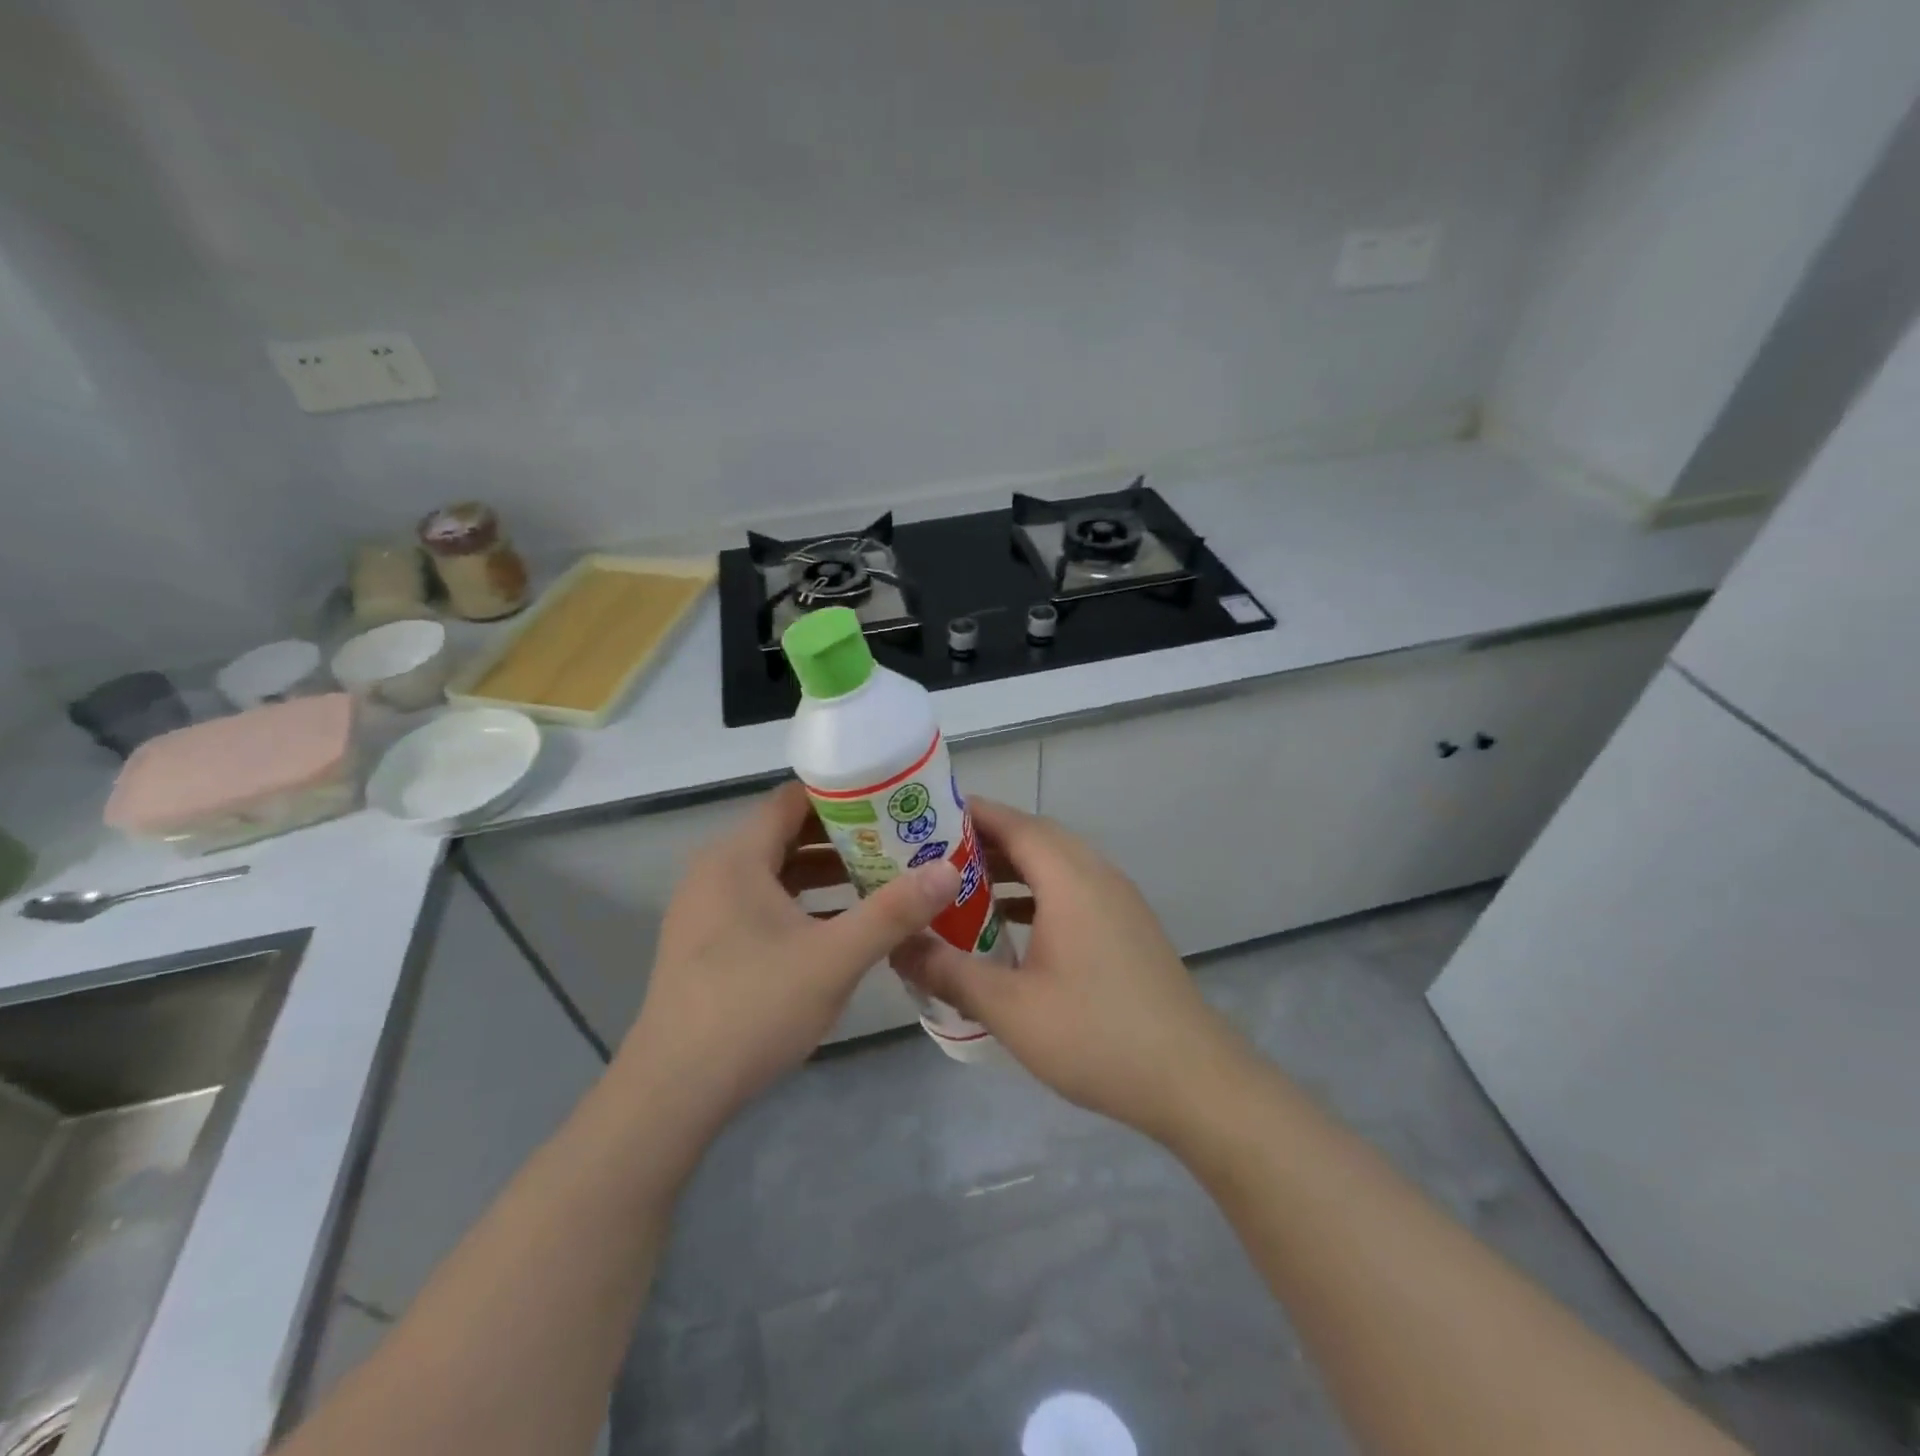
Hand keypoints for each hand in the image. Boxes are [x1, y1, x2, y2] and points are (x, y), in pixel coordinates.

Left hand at [618, 781, 960, 1133]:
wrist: (673, 1092)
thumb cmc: (754, 1008)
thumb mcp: (835, 958)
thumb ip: (894, 911)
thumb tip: (948, 869)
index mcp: (737, 857)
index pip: (794, 799)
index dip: (845, 796)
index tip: (892, 804)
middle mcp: (716, 871)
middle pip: (787, 833)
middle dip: (844, 837)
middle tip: (899, 843)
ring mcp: (706, 908)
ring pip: (776, 871)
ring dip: (826, 872)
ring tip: (880, 880)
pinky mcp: (707, 942)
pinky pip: (762, 902)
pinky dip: (802, 903)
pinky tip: (840, 925)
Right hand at [890, 798, 1251, 1142]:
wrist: (1192, 1079)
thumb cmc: (1096, 1036)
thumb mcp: (1009, 1008)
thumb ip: (948, 972)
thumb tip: (896, 948)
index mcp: (1070, 879)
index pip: (1014, 823)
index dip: (969, 815)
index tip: (923, 819)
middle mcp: (1097, 875)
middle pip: (1036, 837)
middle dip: (984, 841)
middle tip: (932, 857)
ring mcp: (1119, 900)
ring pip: (1057, 864)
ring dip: (1013, 868)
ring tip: (962, 887)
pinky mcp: (1127, 926)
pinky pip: (1074, 889)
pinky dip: (1037, 893)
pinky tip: (1010, 926)